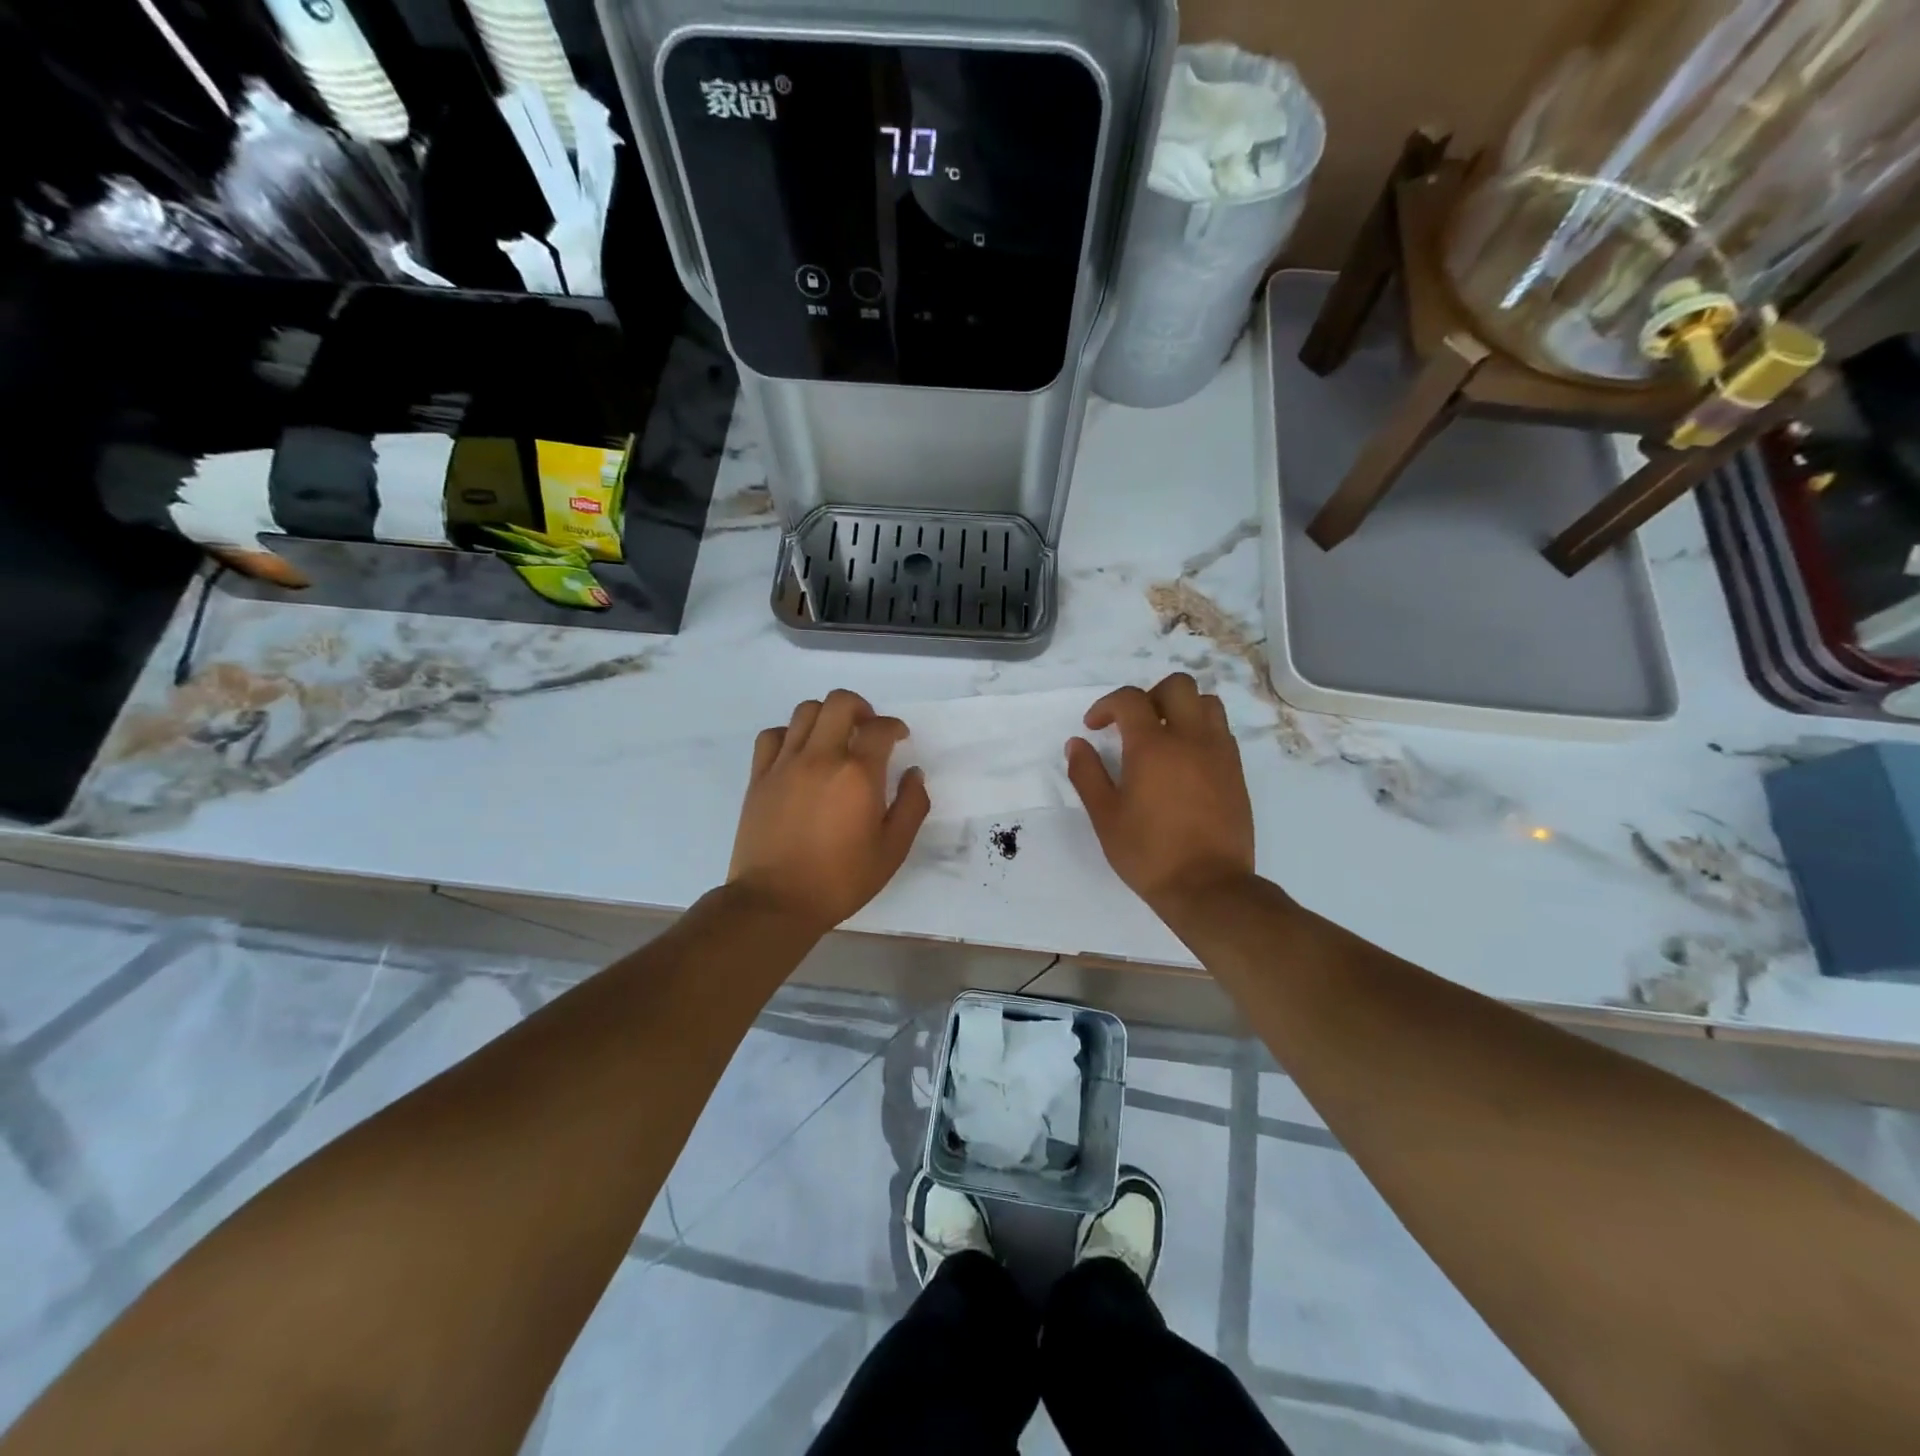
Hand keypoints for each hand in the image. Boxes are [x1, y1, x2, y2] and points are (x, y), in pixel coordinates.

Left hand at [729, 689, 930, 933]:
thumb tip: (914, 774)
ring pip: (805, 711)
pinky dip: (790, 734)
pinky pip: (773, 735)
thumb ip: (911, 806)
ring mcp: (785, 764)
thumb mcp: (892, 851)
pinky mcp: (759, 776)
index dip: (894, 727)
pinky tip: (799, 753)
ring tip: (835, 738)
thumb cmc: (840, 880)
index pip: (880, 729)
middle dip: (861, 708)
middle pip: (840, 703)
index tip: (899, 739)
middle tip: (868, 730)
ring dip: (827, 716)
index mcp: (858, 775)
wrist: (776, 902)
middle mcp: (821, 757)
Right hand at [1065, 674, 1255, 916]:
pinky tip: (1185, 761)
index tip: (1094, 727)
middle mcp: (1191, 739)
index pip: (1130, 699)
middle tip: (1132, 725)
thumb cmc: (1149, 853)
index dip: (1107, 705)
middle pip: (1177, 686)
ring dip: (1181, 709)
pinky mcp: (1236, 772)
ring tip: (1164, 737)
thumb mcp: (1105, 816)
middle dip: (1149, 696)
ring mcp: (1219, 753)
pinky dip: (1201, 731)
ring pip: (1206, 703)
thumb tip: (1076, 744)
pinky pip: (1221, 732)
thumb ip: (1087, 774)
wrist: (1208, 886)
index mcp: (1153, 746)